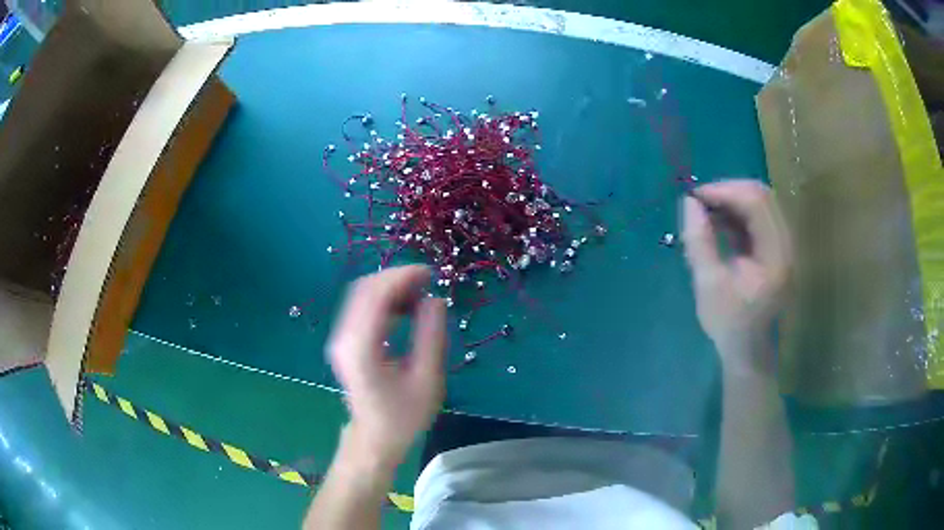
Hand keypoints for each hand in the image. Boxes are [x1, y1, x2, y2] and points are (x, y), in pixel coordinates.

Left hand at [327, 265, 446, 468]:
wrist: (375, 438)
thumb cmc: (403, 416)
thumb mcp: (427, 379)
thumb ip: (431, 336)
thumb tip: (435, 299)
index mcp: (362, 348)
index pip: (375, 296)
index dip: (401, 277)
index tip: (429, 273)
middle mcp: (344, 339)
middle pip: (364, 289)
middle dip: (396, 278)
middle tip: (428, 281)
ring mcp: (340, 340)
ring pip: (361, 296)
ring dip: (390, 288)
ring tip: (420, 294)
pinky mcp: (344, 342)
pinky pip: (361, 308)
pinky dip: (383, 300)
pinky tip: (404, 308)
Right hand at [682, 180, 790, 372]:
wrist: (747, 349)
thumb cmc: (729, 323)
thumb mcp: (708, 284)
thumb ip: (700, 241)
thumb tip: (688, 201)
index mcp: (776, 255)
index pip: (756, 203)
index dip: (724, 191)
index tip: (694, 197)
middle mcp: (786, 243)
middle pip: (761, 196)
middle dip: (727, 191)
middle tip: (699, 202)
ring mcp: (783, 244)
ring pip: (760, 203)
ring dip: (731, 200)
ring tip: (705, 212)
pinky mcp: (776, 247)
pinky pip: (757, 216)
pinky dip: (736, 213)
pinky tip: (717, 222)